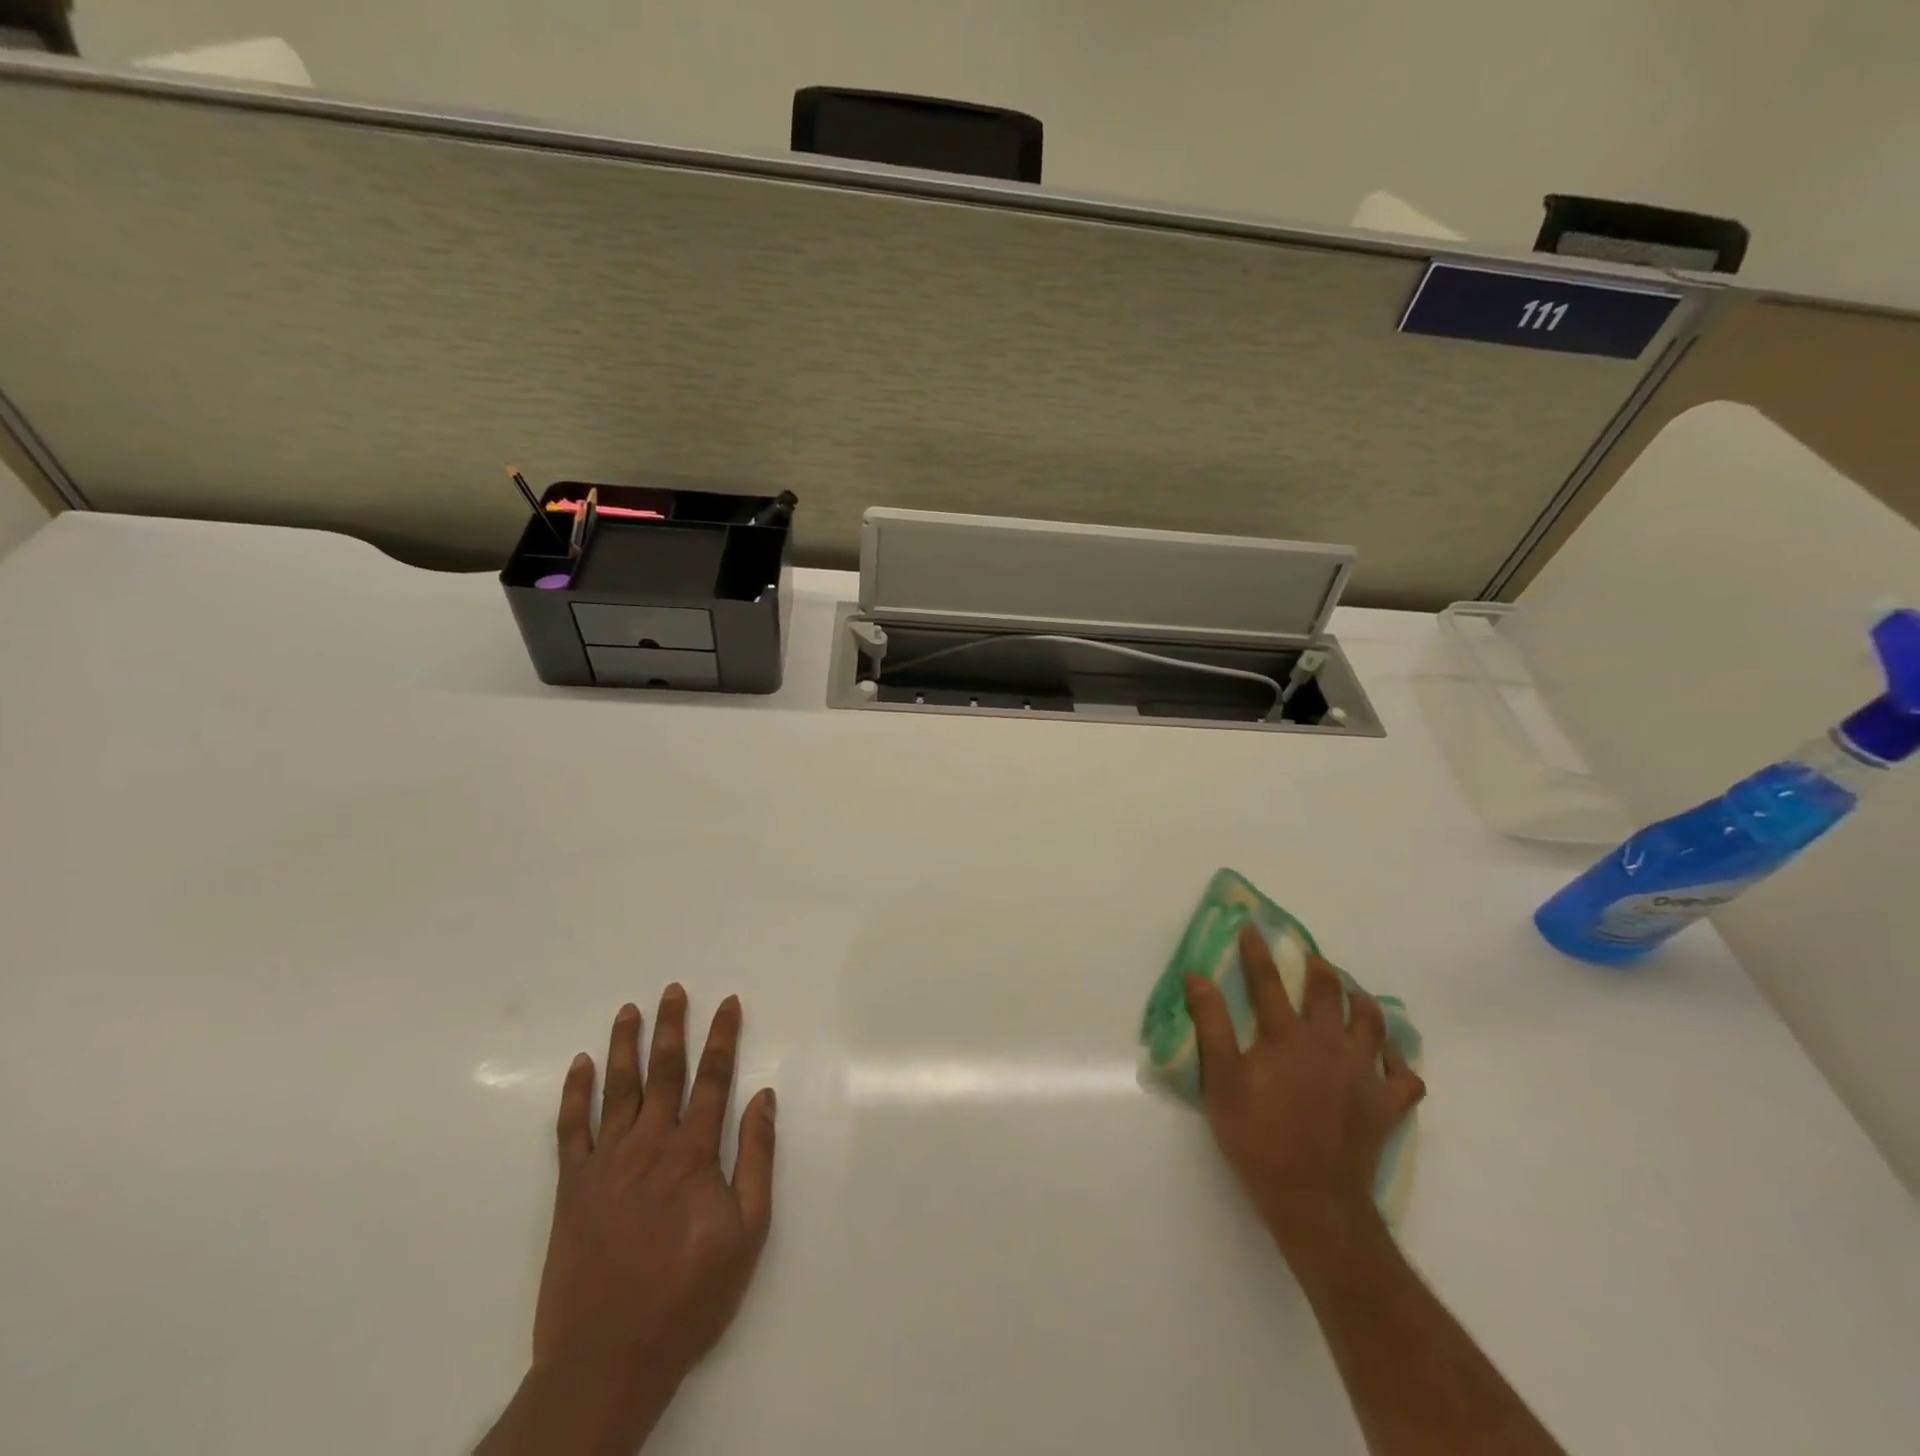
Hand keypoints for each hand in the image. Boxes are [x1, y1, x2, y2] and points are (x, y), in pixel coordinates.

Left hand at [480, 987, 776, 1454]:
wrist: (608, 1359)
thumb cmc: (688, 1296)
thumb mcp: (747, 1234)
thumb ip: (756, 1160)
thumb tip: (763, 1097)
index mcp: (692, 1154)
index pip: (713, 1079)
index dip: (722, 1037)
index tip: (728, 1003)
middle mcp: (648, 1145)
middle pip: (663, 1072)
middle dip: (672, 1027)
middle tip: (673, 990)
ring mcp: (605, 1164)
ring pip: (617, 1089)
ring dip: (625, 1045)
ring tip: (630, 1010)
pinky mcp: (571, 1188)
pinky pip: (571, 1130)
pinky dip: (575, 1094)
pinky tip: (581, 1065)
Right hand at [1185, 926, 1423, 1259]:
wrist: (1312, 1198)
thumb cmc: (1258, 1136)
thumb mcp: (1222, 1079)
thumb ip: (1211, 1024)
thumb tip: (1197, 977)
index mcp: (1286, 1035)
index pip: (1267, 981)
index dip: (1257, 952)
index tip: (1253, 928)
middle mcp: (1329, 1043)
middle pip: (1329, 992)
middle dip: (1319, 968)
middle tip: (1312, 958)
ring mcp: (1364, 1073)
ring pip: (1373, 1024)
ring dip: (1362, 1003)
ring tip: (1354, 995)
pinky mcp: (1386, 1105)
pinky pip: (1404, 1076)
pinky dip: (1398, 1062)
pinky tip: (1390, 1058)